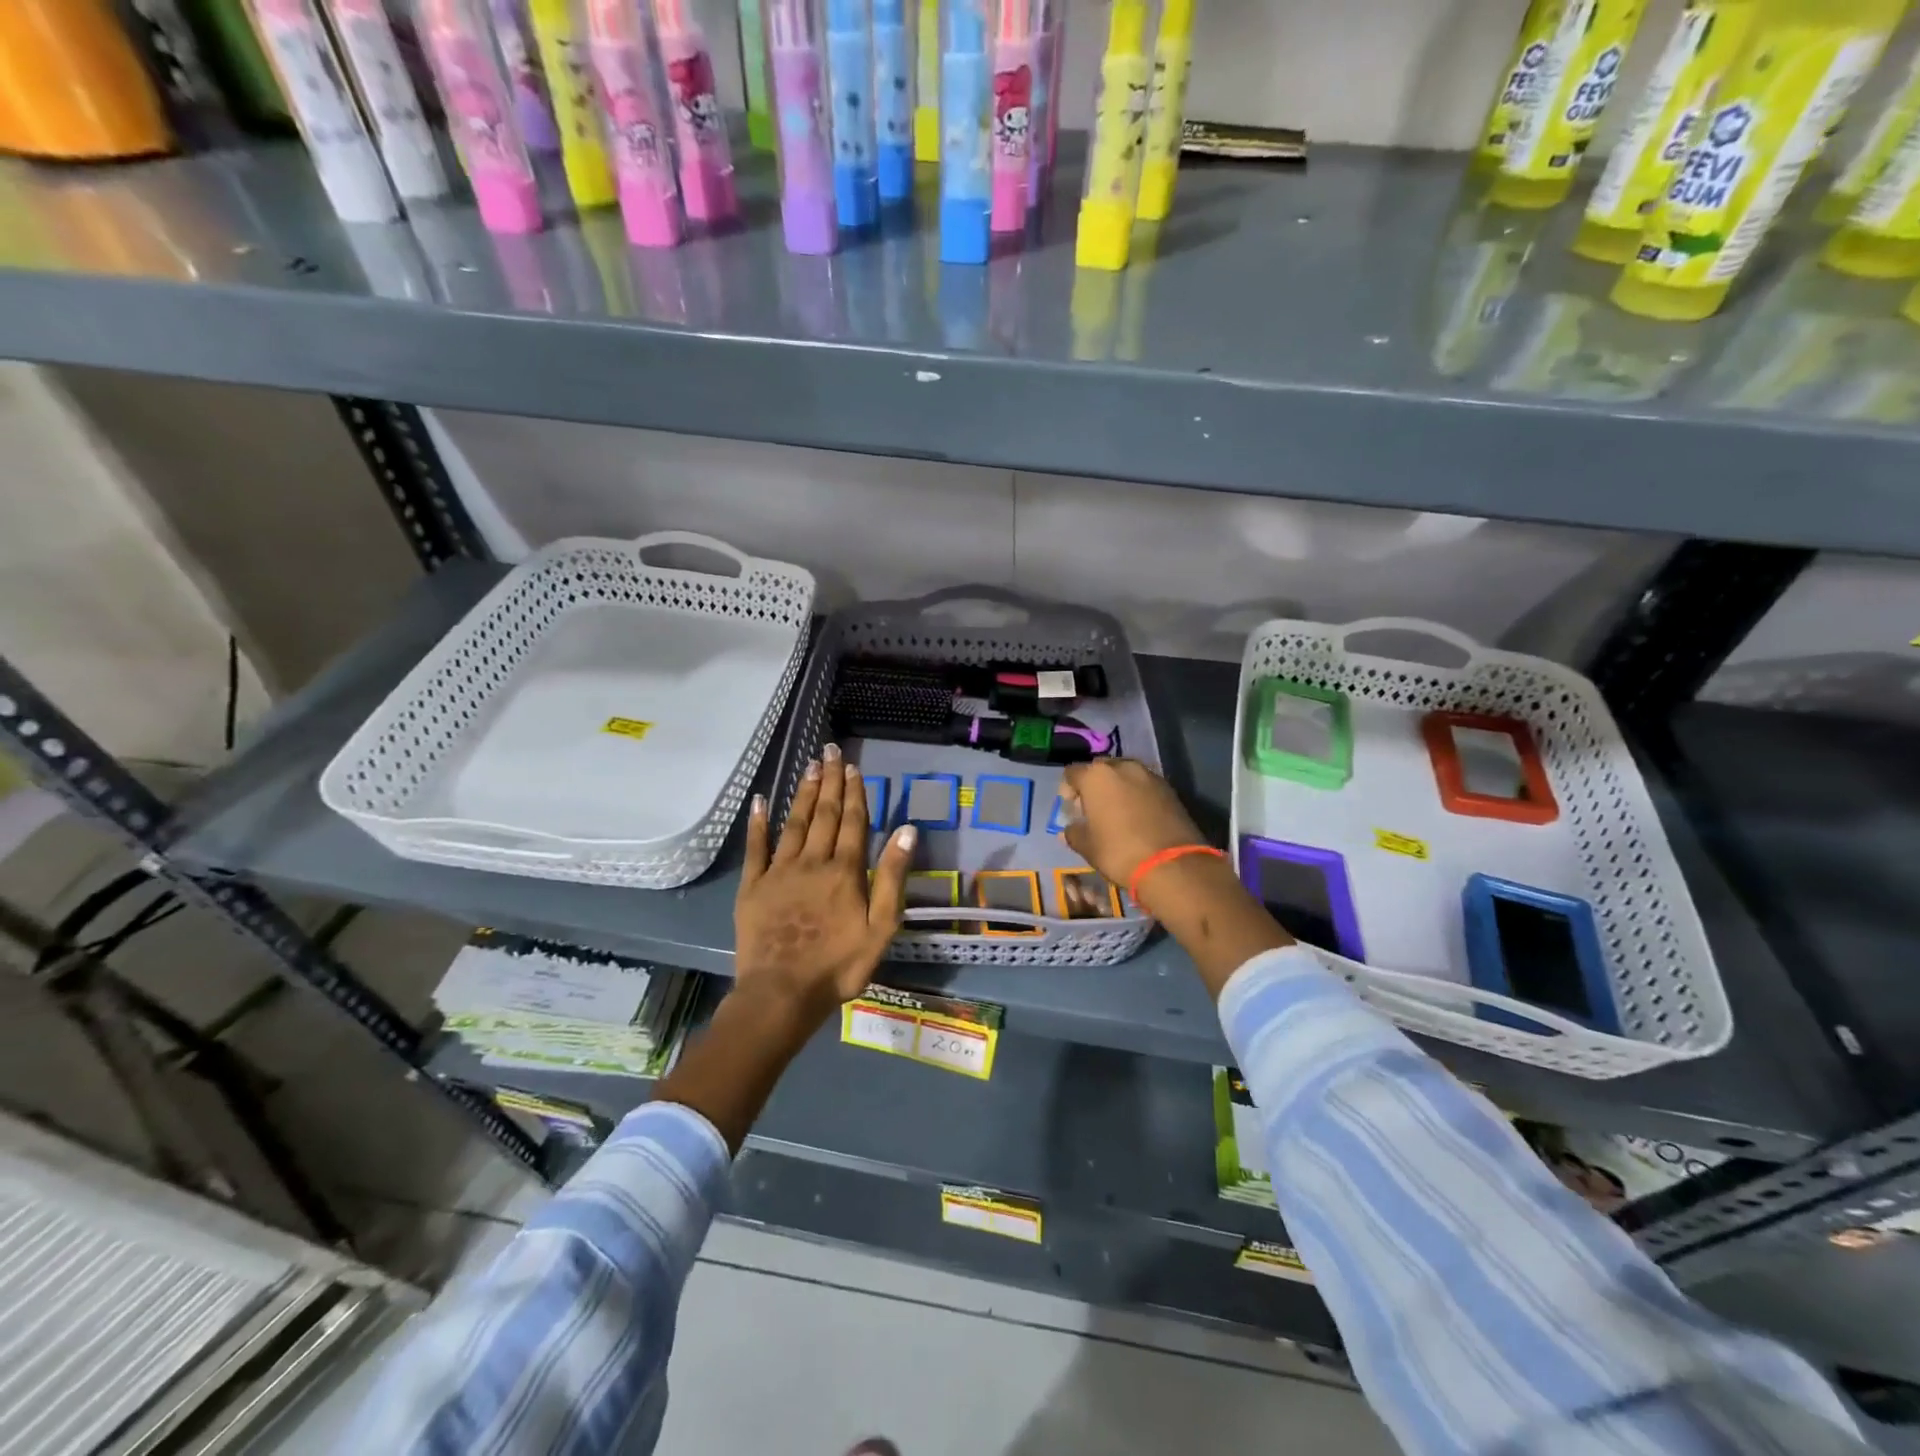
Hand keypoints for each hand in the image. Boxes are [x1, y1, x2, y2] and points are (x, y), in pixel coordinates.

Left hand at [735, 745, 915, 1028]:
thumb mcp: (882, 927)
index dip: (854, 792)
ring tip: (809, 765)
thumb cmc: (839, 965)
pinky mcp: (753, 886)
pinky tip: (760, 801)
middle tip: (830, 750)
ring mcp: (779, 872)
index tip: (853, 766)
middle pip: (823, 814)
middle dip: (829, 781)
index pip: (852, 822)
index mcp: (845, 871)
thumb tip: (907, 829)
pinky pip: (756, 848)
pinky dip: (758, 823)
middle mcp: (812, 861)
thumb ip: (892, 877)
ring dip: (802, 792)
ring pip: (794, 822)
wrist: (782, 993)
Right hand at [1058, 758, 1209, 891]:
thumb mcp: (1087, 847)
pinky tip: (1139, 816)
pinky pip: (1145, 785)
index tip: (1072, 809)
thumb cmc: (1119, 852)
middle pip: (1100, 769)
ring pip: (1125, 775)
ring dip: (1118, 788)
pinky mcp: (1170, 789)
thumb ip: (1074, 833)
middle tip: (1094, 808)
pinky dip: (1138, 795)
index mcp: (1096, 777)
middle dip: (1094, 785)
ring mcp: (1149, 776)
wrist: (1172, 864)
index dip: (1067, 790)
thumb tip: (1070, 829)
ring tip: (1118, 812)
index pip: (1072, 773)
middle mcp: (1122, 767)